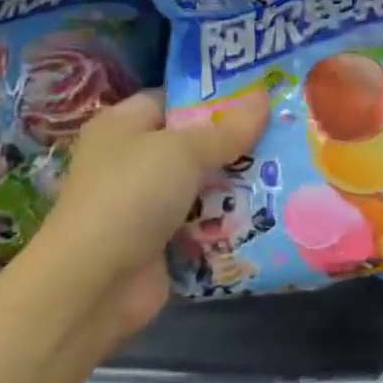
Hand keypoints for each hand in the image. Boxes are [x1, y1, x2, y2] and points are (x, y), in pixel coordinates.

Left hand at [37, 89, 268, 346]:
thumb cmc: (131, 196)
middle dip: (235, 142)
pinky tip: (271, 211)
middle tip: (284, 132)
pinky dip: (229, 221)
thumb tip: (265, 98)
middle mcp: (131, 160)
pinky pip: (203, 223)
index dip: (214, 97)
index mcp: (123, 125)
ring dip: (237, 183)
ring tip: (288, 170)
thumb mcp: (183, 151)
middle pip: (193, 143)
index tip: (260, 98)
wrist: (94, 285)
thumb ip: (227, 129)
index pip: (173, 99)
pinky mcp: (161, 242)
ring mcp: (145, 204)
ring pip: (202, 184)